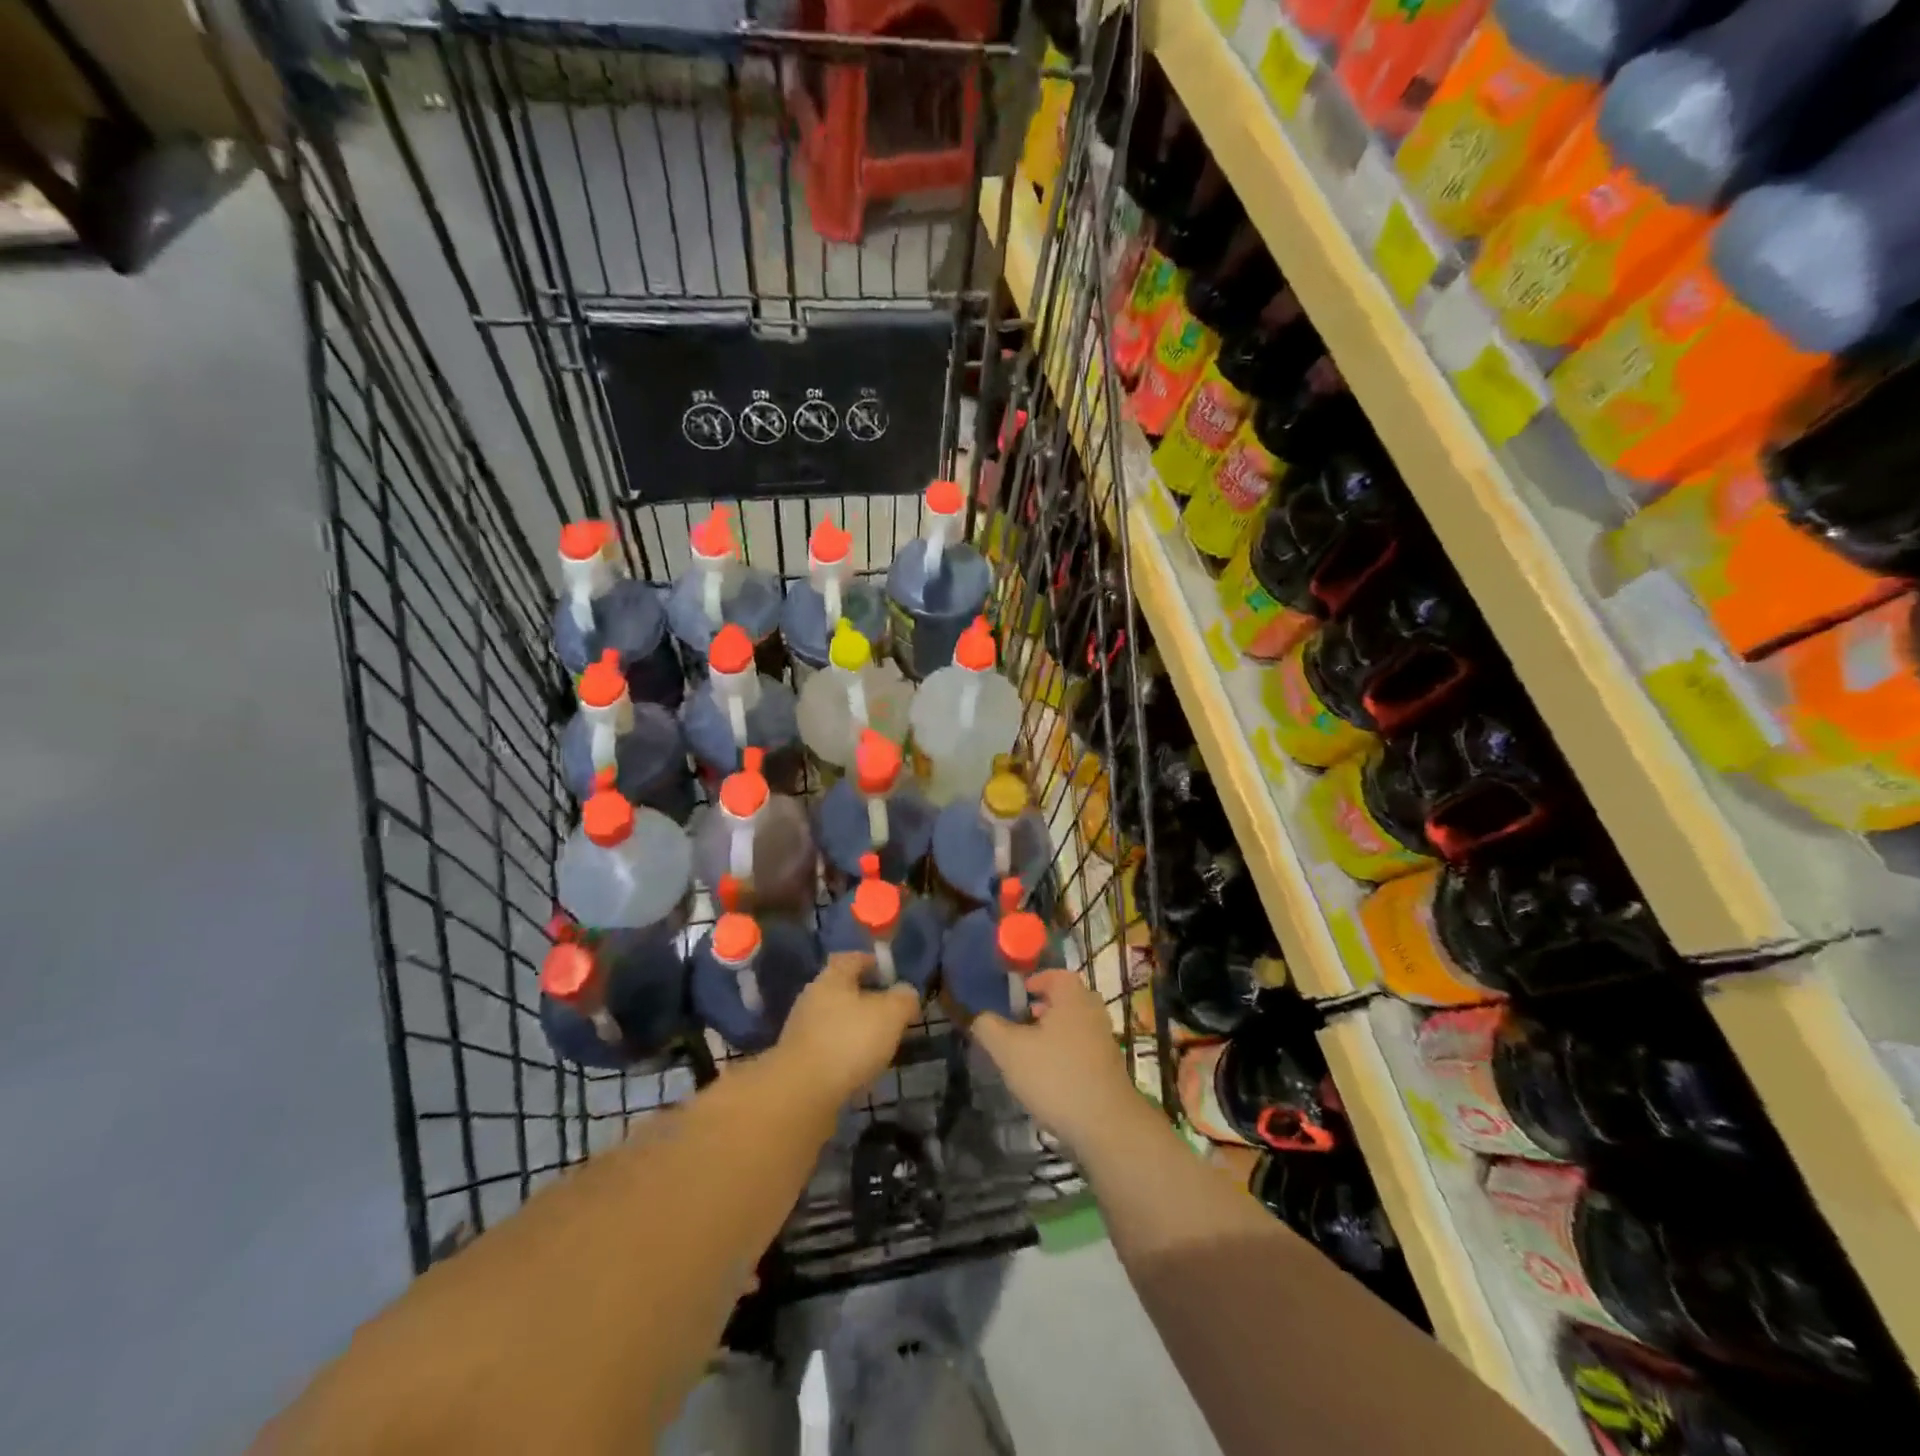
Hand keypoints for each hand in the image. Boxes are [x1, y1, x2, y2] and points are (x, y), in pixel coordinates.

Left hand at [776, 952, 919, 1105]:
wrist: (801, 1093)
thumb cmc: (849, 1041)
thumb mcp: (890, 1015)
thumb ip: (903, 999)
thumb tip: (907, 991)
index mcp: (832, 978)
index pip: (853, 958)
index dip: (872, 962)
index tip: (890, 974)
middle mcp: (812, 998)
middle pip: (841, 990)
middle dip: (865, 998)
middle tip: (890, 1012)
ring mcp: (801, 1030)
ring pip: (834, 1020)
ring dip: (854, 1028)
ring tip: (878, 1043)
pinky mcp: (797, 1060)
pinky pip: (827, 1047)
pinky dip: (844, 1052)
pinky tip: (859, 1067)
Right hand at [972, 969, 1141, 1155]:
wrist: (1106, 1125)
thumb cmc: (1055, 1076)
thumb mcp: (1009, 1051)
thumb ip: (989, 1028)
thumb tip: (978, 1017)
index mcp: (1072, 997)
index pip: (1056, 975)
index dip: (1036, 980)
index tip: (1018, 994)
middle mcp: (1093, 1012)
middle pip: (1067, 999)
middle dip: (1044, 1007)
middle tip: (1022, 1020)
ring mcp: (1105, 1040)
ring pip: (1075, 1025)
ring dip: (1054, 1032)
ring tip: (1030, 1050)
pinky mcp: (1109, 1068)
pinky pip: (1083, 1048)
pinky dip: (1066, 1052)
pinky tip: (1049, 1076)